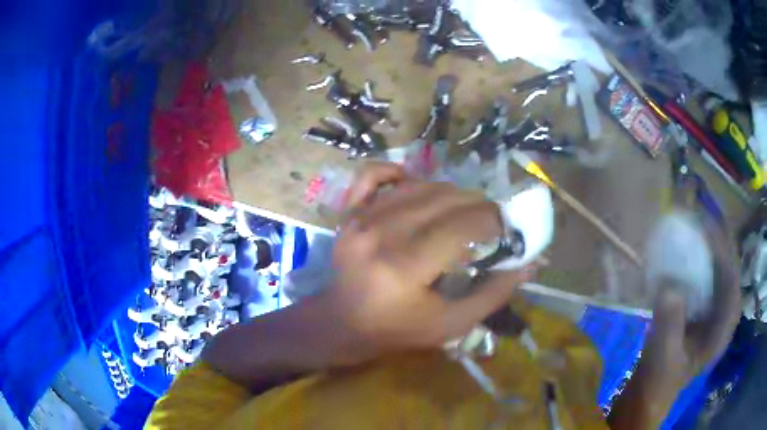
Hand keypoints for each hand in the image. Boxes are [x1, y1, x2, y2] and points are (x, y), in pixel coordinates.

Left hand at [317, 162, 536, 360]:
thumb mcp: (452, 325)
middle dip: (479, 206)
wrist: (342, 324)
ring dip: (450, 193)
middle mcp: (381, 234)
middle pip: (445, 199)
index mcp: (405, 267)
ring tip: (463, 210)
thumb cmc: (398, 330)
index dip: (494, 221)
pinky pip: (374, 174)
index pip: (464, 225)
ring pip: (419, 185)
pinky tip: (415, 184)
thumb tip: (529, 262)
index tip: (507, 229)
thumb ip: (494, 293)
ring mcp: (360, 218)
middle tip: (490, 221)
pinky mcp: (348, 212)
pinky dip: (398, 173)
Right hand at [610, 220, 740, 427]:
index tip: (703, 227)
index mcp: (723, 329)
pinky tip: (690, 245)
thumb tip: (669, 285)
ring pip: (721, 267)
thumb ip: (669, 324)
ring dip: (711, 244)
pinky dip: (701, 256)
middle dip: (718, 239)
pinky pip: (709, 273)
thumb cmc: (659, 381)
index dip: (721, 251)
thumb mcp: (662, 357)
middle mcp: (726, 314)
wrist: (651, 393)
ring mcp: (717, 309)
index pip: (731, 279)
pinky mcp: (706, 307)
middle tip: (700, 213)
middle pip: (729, 267)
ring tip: (696, 221)